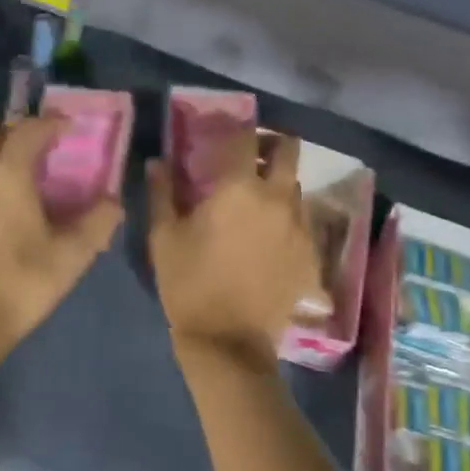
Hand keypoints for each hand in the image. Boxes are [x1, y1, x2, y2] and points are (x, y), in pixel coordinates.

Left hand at [0, 115, 122, 368]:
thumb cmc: (23, 281)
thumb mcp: (73, 253)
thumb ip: (98, 221)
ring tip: (33, 174)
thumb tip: (112, 202)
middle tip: (51, 146)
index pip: (30, 131)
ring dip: (7, 155)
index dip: (53, 124)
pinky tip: (11, 202)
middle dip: (25, 134)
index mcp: (7, 174)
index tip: (72, 126)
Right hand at [147, 130, 317, 359]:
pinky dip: (289, 220)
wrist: (228, 341)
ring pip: (297, 187)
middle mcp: (277, 198)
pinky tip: (272, 239)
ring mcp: (300, 227)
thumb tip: (158, 162)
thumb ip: (162, 193)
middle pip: (289, 150)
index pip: (244, 137)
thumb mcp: (163, 237)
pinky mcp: (311, 255)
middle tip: (250, 159)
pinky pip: (305, 223)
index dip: (235, 129)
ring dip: (279, 185)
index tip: (224, 134)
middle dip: (271, 146)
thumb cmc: (188, 283)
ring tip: (259, 203)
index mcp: (239, 188)